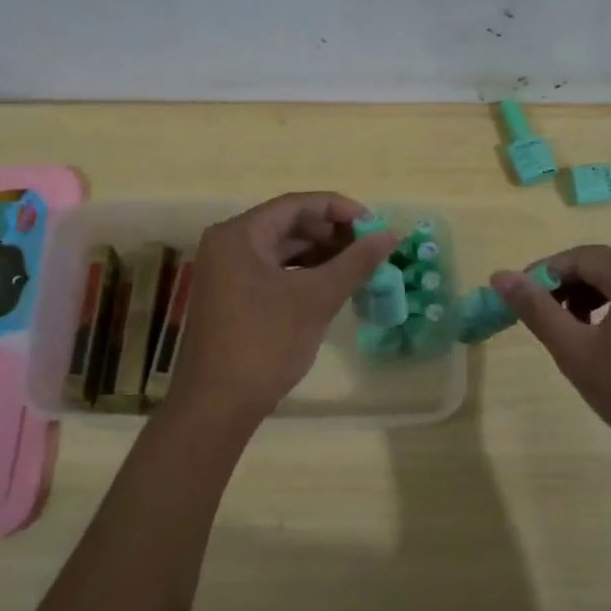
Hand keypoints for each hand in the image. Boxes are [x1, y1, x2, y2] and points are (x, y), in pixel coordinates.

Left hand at [170, 192, 399, 422]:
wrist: (218, 405)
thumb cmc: (265, 343)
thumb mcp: (316, 298)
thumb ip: (356, 262)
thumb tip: (392, 234)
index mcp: (240, 234)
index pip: (297, 204)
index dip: (340, 210)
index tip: (375, 226)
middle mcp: (228, 245)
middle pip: (288, 224)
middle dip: (332, 234)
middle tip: (370, 250)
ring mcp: (227, 273)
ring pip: (282, 250)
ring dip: (321, 256)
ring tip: (358, 268)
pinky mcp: (232, 298)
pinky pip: (273, 272)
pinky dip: (303, 275)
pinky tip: (331, 287)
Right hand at [490, 245, 610, 476]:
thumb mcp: (576, 351)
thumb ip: (537, 310)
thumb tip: (500, 276)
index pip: (578, 257)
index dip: (542, 274)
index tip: (518, 301)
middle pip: (601, 266)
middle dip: (565, 287)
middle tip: (541, 318)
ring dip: (587, 298)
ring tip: (568, 331)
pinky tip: (602, 341)